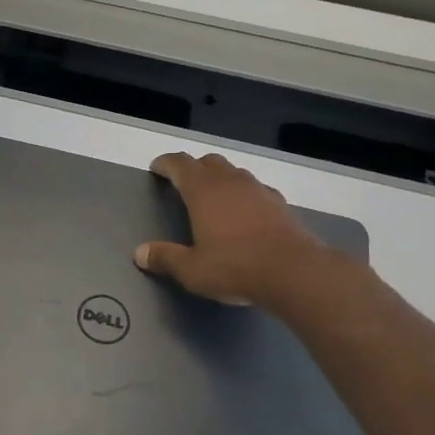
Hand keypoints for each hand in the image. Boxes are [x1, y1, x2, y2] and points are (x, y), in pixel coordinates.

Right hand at [133, 151, 330, 307]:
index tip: (156, 169)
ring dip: (220, 178)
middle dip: (193, 168)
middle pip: (209, 162)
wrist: (295, 272)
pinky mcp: (281, 204)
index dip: (166, 164)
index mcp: (203, 191)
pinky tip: (244, 213)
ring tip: (213, 197)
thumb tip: (139, 253)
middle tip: (183, 183)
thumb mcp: (192, 270)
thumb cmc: (235, 267)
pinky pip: (256, 190)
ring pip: (234, 173)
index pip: (180, 164)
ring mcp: (259, 190)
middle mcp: (230, 182)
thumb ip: (165, 258)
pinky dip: (244, 195)